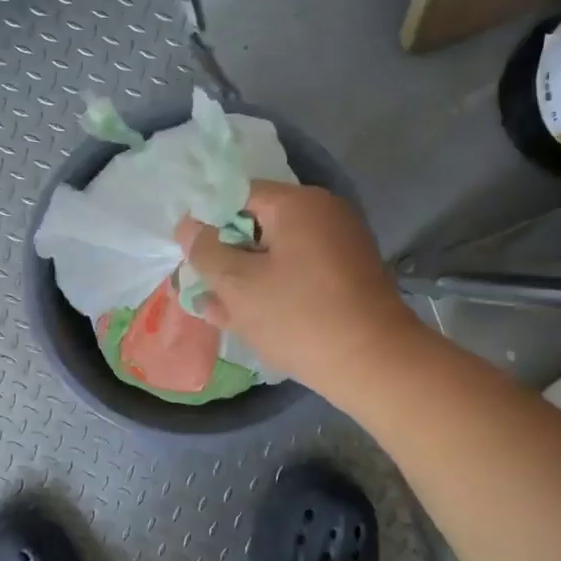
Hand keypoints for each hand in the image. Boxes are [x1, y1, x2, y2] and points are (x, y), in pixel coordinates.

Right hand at [174, 181, 423, 398]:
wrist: (373, 365)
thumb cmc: (298, 316)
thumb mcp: (237, 284)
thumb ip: (205, 251)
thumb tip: (188, 227)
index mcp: (298, 204)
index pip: (237, 195)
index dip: (206, 221)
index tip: (187, 252)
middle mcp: (322, 216)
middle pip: (256, 225)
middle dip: (224, 255)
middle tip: (197, 284)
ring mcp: (337, 247)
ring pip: (274, 254)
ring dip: (243, 278)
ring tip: (213, 308)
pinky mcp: (344, 278)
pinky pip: (295, 274)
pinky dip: (270, 289)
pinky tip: (243, 318)